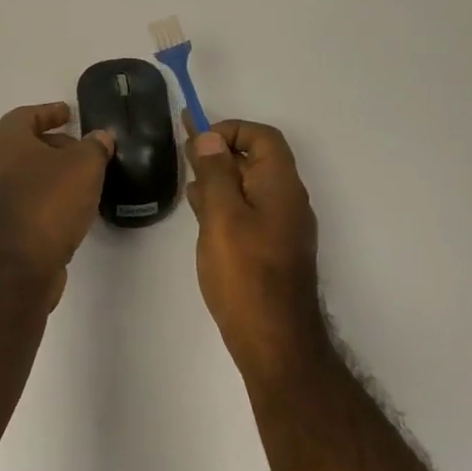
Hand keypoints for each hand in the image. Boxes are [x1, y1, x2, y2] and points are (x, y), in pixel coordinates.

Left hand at [0, 103, 114, 303]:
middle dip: (52, 144)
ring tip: (80, 179)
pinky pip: (23, 199)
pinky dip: (43, 196)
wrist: (18, 265)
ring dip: (49, 173)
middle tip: (80, 148)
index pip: (26, 115)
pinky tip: (68, 207)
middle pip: (22, 145)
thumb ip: (95, 146)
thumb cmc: (49, 202)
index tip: (68, 113)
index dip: (49, 112)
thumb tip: (100, 137)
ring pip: (23, 174)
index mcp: (5, 141)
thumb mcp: (84, 166)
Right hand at [186, 119, 324, 378]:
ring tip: (187, 179)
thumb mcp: (223, 216)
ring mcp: (282, 227)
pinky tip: (201, 212)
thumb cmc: (246, 274)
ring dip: (220, 176)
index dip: (231, 129)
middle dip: (220, 150)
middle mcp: (287, 200)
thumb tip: (210, 136)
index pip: (263, 137)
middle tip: (184, 150)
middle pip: (256, 159)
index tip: (198, 139)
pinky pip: (249, 211)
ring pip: (250, 186)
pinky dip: (226, 202)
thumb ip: (215, 173)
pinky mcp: (272, 249)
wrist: (274, 341)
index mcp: (280, 185)